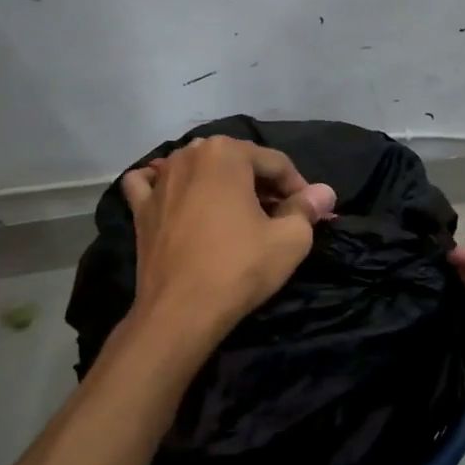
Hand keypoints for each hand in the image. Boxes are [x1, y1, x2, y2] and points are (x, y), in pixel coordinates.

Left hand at [120, 137, 337, 342]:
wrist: (181, 311)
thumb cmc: (239, 268)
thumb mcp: (290, 239)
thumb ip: (307, 209)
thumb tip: (324, 193)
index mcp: (226, 153)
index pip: (276, 163)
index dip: (299, 187)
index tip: (310, 213)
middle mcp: (189, 155)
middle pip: (237, 162)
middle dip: (261, 185)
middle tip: (280, 216)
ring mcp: (159, 180)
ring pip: (197, 168)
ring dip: (220, 183)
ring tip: (238, 213)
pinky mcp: (140, 207)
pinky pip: (150, 184)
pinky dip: (163, 185)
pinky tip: (175, 197)